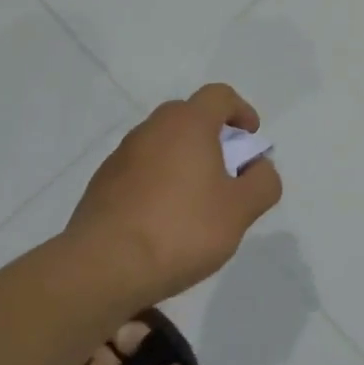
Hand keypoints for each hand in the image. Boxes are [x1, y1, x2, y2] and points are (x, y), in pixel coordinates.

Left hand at [67, 84, 282, 304]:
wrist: (102, 268)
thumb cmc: (180, 229)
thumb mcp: (240, 211)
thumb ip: (262, 182)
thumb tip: (259, 168)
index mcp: (188, 124)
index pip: (219, 95)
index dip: (241, 110)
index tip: (250, 138)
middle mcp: (152, 128)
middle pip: (189, 116)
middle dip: (212, 136)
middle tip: (225, 171)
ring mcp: (121, 155)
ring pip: (162, 144)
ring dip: (183, 160)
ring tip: (194, 201)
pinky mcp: (101, 184)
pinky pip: (140, 170)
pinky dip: (157, 182)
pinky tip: (162, 221)